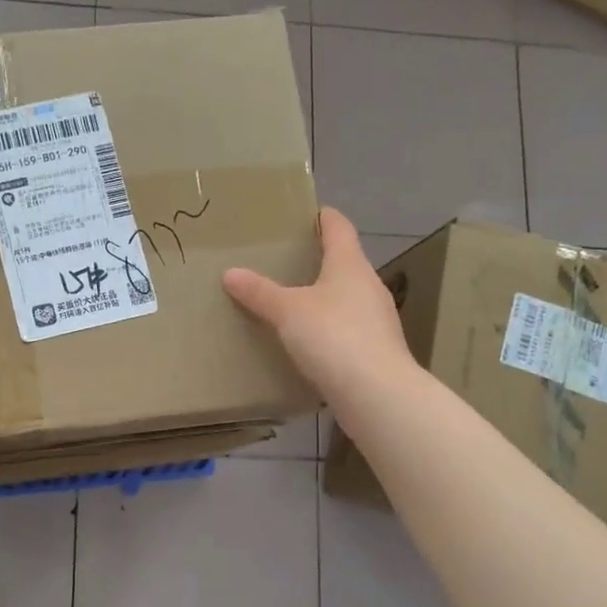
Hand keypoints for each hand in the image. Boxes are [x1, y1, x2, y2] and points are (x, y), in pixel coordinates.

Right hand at [223, 207, 413, 408]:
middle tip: (287, 262)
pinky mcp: (375, 351)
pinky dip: (329, 329)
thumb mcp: (287, 312)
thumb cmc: (333, 337)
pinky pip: (347, 330)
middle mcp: (369, 286)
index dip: (324, 218)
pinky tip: (310, 342)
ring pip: (347, 298)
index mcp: (350, 265)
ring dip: (324, 298)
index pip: (339, 228)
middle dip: (319, 261)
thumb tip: (230, 272)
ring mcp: (377, 320)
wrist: (376, 393)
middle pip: (344, 263)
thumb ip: (259, 292)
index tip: (309, 213)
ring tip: (292, 302)